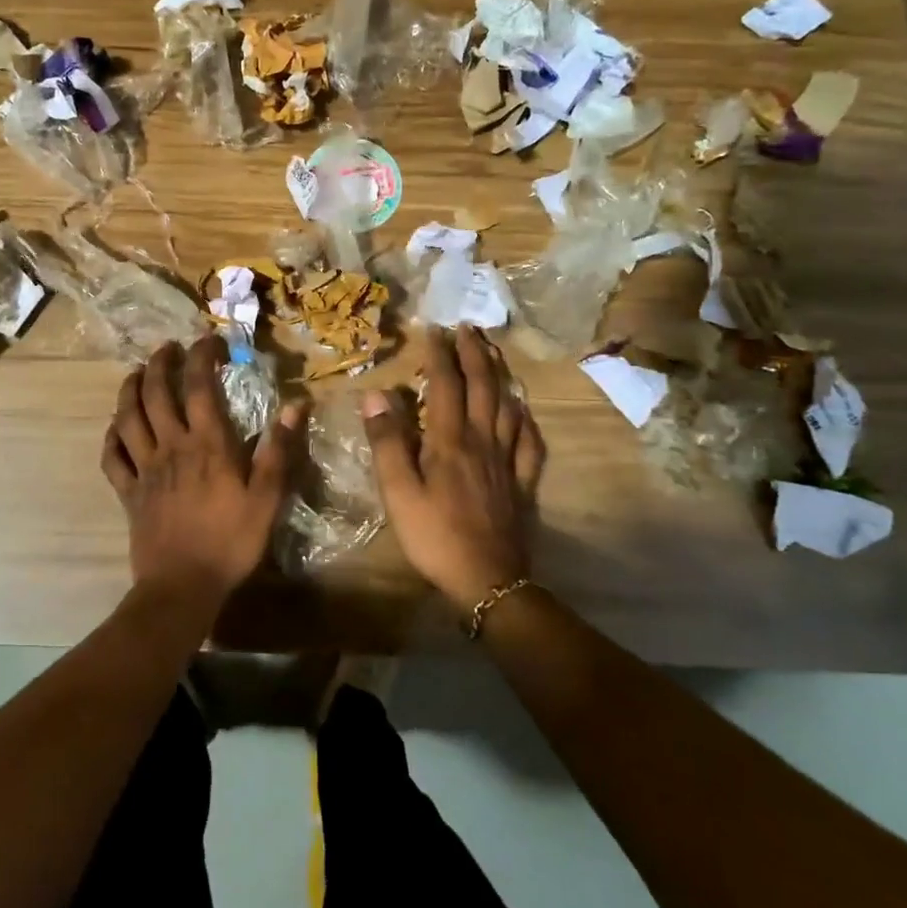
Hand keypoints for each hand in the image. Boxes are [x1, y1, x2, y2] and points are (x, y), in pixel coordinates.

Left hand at [101, 336, 303, 613]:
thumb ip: (279, 451)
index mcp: (206, 444)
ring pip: (127, 417)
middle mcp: (170, 447)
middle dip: (159, 363)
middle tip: (168, 348)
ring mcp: (144, 469)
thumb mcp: (267, 499)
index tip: (209, 340)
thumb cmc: (230, 542)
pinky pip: (112, 457)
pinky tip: (115, 427)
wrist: (182, 587)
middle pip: (155, 393)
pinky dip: (111, 436)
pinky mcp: (128, 492)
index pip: (198, 385)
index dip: (201, 356)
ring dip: (129, 389)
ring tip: (136, 373)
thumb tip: (295, 406)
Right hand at [363, 325, 545, 613]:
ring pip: (509, 406)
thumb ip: (387, 441)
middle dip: (475, 353)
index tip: (434, 328)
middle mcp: (482, 440)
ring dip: (501, 375)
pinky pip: (530, 441)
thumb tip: (376, 394)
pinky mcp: (522, 482)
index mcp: (450, 439)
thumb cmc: (434, 535)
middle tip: (468, 327)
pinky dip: (526, 418)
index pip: (445, 384)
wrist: (487, 580)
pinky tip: (523, 410)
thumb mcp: (397, 491)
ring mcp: (507, 460)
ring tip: (494, 354)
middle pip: (483, 386)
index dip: (440, 354)